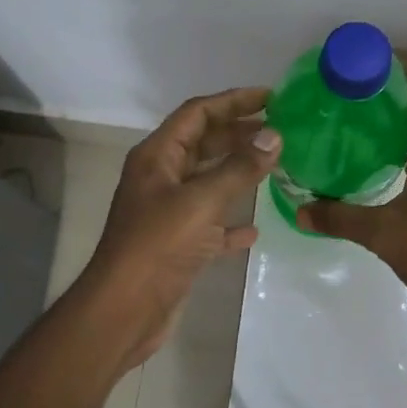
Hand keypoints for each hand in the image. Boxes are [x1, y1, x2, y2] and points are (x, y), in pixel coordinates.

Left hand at [82, 87, 281, 367]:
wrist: (125, 309)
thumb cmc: (158, 246)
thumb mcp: (202, 202)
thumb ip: (239, 168)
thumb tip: (274, 136)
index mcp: (158, 157)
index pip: (197, 114)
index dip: (233, 101)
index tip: (272, 98)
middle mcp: (161, 179)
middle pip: (204, 144)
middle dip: (239, 134)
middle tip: (281, 131)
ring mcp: (168, 213)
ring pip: (208, 183)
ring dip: (239, 174)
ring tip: (275, 167)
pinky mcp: (178, 245)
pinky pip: (210, 224)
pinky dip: (231, 223)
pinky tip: (255, 229)